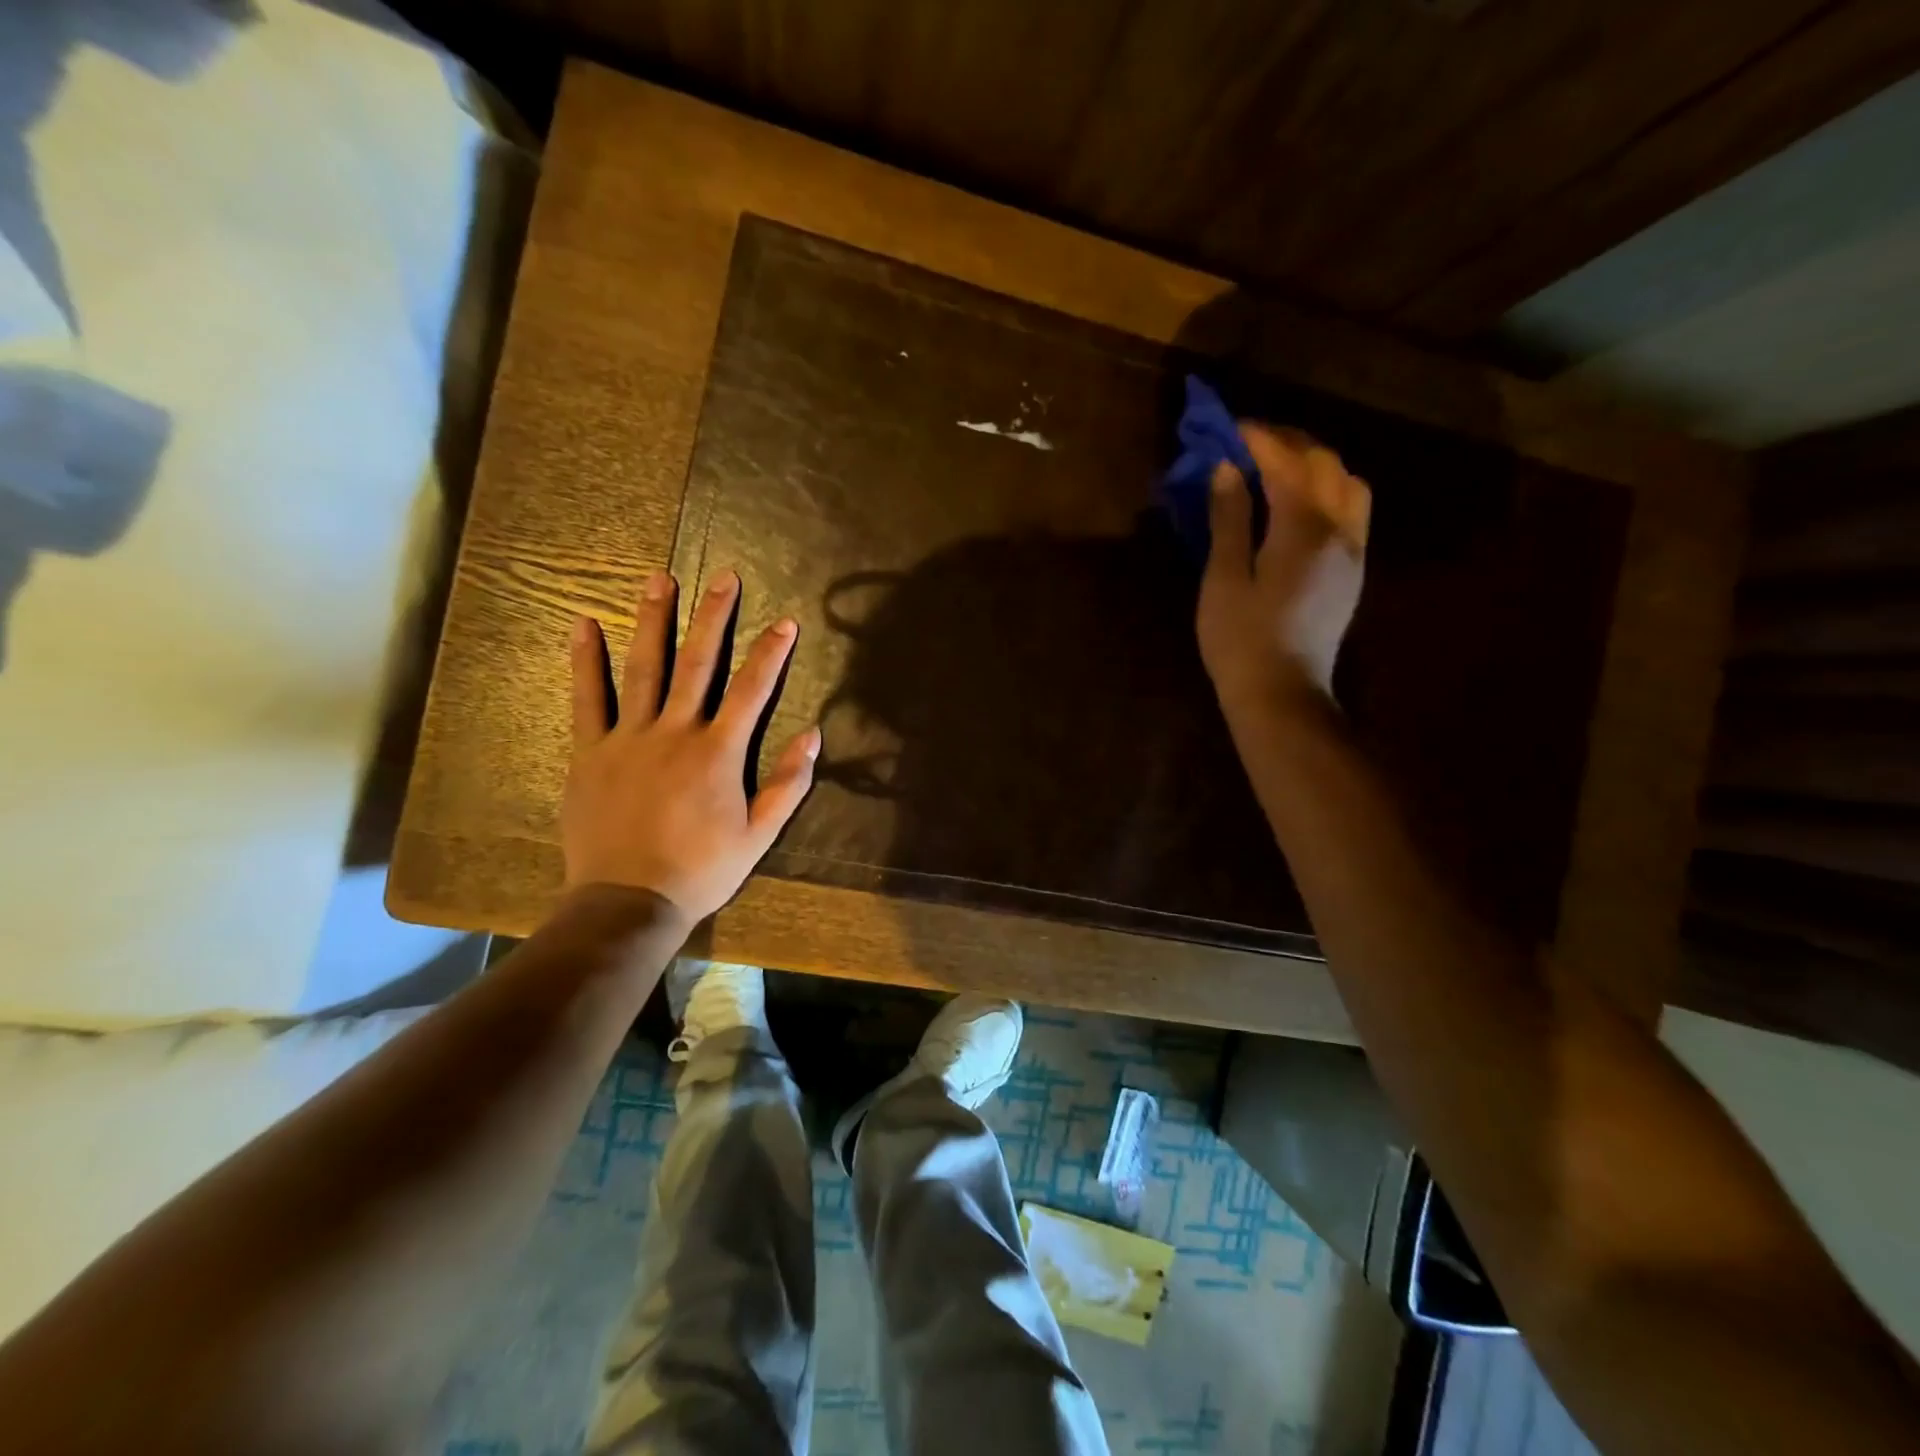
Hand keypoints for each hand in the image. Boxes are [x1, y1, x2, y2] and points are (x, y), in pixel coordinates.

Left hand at [562, 568, 819, 922]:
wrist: (629, 901)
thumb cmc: (701, 870)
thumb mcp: (759, 834)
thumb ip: (787, 784)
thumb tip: (812, 735)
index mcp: (718, 752)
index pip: (752, 691)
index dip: (771, 654)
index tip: (786, 622)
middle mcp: (675, 732)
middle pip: (698, 664)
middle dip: (713, 618)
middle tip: (722, 578)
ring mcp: (628, 737)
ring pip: (643, 668)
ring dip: (653, 621)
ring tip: (658, 580)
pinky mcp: (591, 751)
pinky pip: (587, 698)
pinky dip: (586, 660)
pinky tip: (584, 624)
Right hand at [1197, 422, 1370, 711]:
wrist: (1281, 694)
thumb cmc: (1241, 640)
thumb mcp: (1223, 579)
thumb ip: (1230, 520)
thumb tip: (1227, 470)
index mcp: (1304, 530)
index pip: (1287, 464)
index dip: (1260, 440)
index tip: (1232, 426)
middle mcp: (1340, 531)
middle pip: (1326, 465)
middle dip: (1290, 443)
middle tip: (1251, 441)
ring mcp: (1353, 552)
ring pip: (1348, 484)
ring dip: (1316, 464)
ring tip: (1278, 467)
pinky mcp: (1353, 572)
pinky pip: (1351, 510)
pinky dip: (1327, 489)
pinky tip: (1299, 502)